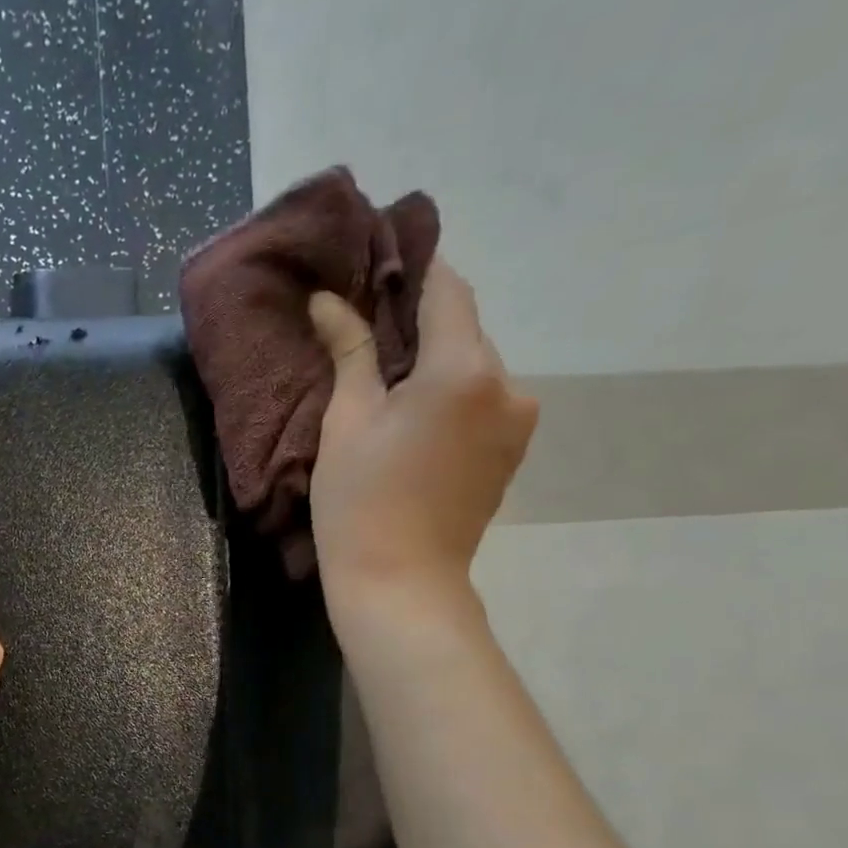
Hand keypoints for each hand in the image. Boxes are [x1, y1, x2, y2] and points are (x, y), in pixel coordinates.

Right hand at [307, 258, 537, 626]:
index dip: (412, 269)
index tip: (376, 263)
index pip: (446, 288)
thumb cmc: (360, 502)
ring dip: (434, 364)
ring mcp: (518, 421)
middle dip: (418, 324)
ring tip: (386, 385)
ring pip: (472, 367)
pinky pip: (481, 401)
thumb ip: (349, 351)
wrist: (400, 583)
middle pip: (463, 329)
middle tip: (365, 332)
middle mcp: (508, 384)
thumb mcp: (346, 422)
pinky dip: (450, 396)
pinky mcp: (512, 452)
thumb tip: (329, 299)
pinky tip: (413, 420)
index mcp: (464, 368)